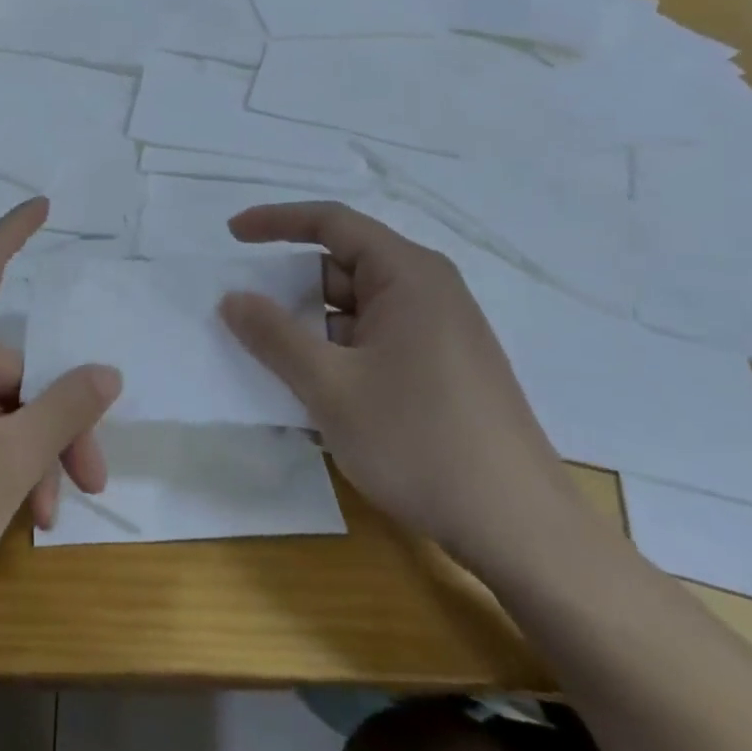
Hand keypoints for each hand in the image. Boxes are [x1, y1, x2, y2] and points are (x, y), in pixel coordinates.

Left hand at [0, 199, 121, 617]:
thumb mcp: (10, 460)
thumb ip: (63, 410)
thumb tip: (105, 372)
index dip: (14, 228)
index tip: (43, 206)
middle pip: (9, 364)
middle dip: (57, 416)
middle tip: (91, 478)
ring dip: (28, 450)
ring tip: (48, 514)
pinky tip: (12, 511)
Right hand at [219, 202, 581, 574]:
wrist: (520, 529)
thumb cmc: (419, 442)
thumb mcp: (330, 387)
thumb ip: (273, 336)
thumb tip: (231, 297)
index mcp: (408, 275)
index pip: (332, 223)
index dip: (276, 221)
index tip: (231, 234)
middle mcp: (429, 291)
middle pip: (343, 266)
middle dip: (290, 286)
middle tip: (243, 313)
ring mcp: (439, 332)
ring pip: (357, 309)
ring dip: (311, 327)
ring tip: (270, 360)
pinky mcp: (443, 368)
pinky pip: (375, 340)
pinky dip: (337, 352)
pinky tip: (314, 393)